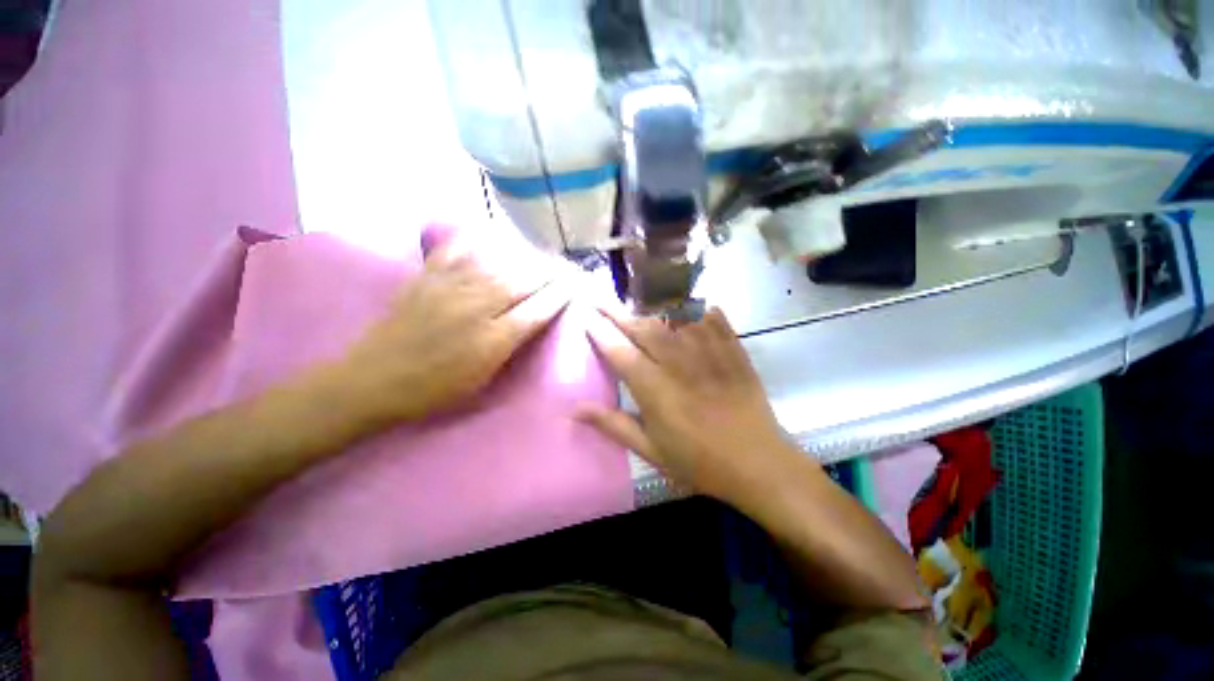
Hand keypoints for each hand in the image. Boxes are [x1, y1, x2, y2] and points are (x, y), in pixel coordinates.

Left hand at [339, 227, 569, 425]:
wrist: (373, 380)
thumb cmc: (434, 390)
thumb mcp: (482, 378)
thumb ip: (511, 345)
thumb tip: (533, 320)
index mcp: (493, 339)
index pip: (538, 308)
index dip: (561, 294)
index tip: (577, 284)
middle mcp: (476, 307)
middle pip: (523, 281)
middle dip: (551, 272)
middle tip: (567, 267)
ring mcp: (449, 288)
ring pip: (498, 264)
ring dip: (525, 258)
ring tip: (541, 255)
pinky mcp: (426, 278)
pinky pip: (456, 251)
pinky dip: (476, 241)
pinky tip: (490, 238)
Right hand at [581, 306, 800, 504]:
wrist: (757, 464)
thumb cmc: (698, 461)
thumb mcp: (650, 450)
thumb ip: (612, 424)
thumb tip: (573, 409)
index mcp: (654, 388)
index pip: (619, 351)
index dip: (600, 331)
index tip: (587, 316)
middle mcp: (678, 362)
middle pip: (643, 327)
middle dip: (619, 313)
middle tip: (603, 302)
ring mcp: (708, 351)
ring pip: (674, 317)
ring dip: (652, 308)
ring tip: (637, 303)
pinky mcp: (732, 349)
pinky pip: (711, 317)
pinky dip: (696, 308)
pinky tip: (686, 306)